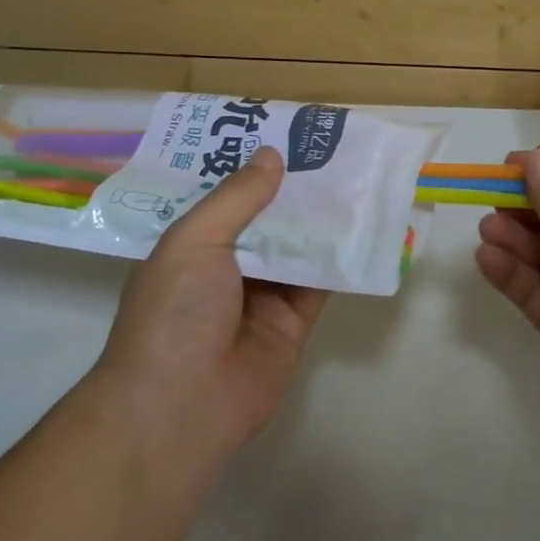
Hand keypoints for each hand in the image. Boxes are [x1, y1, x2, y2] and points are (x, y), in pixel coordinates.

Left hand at [92, 147, 328, 453]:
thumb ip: (236, 198)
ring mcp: (261, 297)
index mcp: (191, 246)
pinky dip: (340, 260)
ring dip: (322, 220)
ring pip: (297, 249)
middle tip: (330, 150)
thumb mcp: (195, 241)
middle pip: (266, 221)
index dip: (251, 168)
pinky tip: (365, 227)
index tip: (282, 134)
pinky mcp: (293, 324)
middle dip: (293, 190)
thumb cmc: (175, 312)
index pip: (224, 198)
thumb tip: (271, 155)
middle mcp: (226, 268)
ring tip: (355, 177)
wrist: (182, 405)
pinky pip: (320, 284)